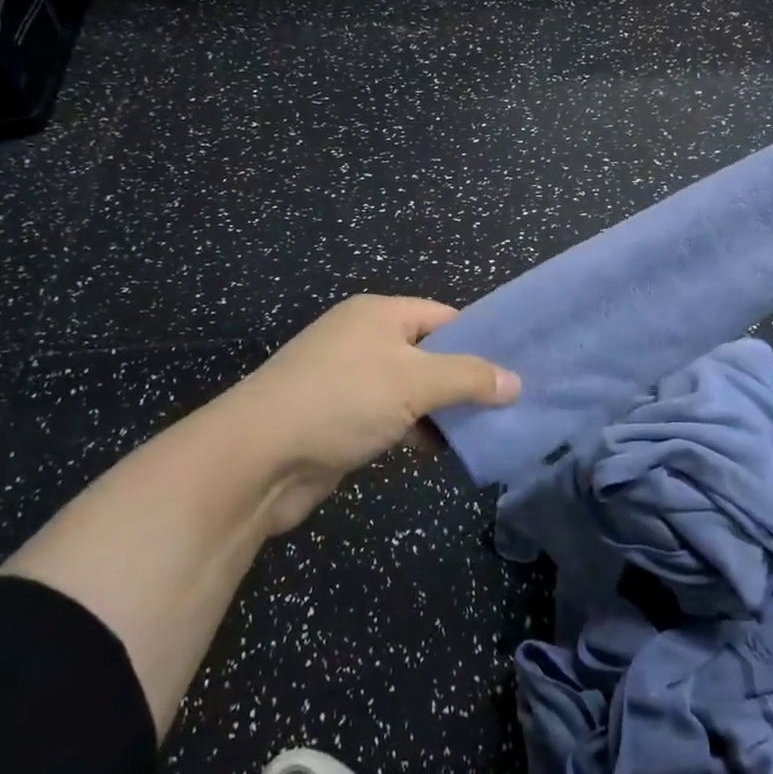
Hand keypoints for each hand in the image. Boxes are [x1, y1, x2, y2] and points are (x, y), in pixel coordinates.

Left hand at [223, 295, 518, 534]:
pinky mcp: (340, 418)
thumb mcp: (414, 382)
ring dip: (442, 410)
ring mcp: (349, 380)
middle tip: (507, 405)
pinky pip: (391, 417)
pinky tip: (440, 451)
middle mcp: (364, 339)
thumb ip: (468, 378)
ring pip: (411, 389)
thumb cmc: (341, 401)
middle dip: (464, 380)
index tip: (514, 370)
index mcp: (379, 314)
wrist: (257, 459)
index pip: (444, 317)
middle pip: (429, 353)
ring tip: (485, 431)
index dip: (479, 341)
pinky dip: (415, 430)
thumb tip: (515, 382)